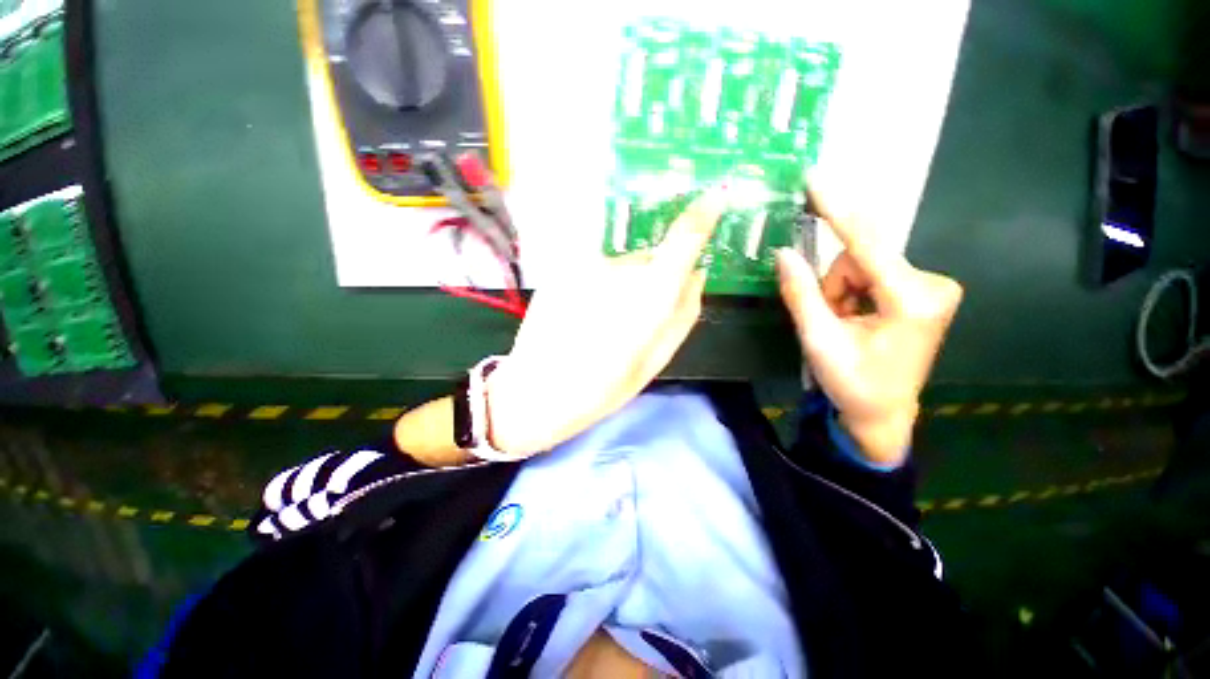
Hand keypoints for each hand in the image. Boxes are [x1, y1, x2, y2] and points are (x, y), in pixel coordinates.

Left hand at [485, 190, 726, 457]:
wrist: (537, 391)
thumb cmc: (603, 388)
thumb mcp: (655, 360)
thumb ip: (684, 313)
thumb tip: (697, 275)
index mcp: (650, 294)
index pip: (682, 239)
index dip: (702, 215)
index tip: (715, 199)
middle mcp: (620, 268)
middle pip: (650, 261)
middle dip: (652, 283)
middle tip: (633, 321)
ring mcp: (586, 265)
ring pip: (621, 266)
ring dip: (622, 287)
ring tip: (601, 324)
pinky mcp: (563, 269)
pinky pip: (595, 271)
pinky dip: (597, 288)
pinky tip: (581, 316)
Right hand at [775, 189, 962, 466]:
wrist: (883, 413)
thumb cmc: (852, 383)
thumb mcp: (818, 340)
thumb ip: (801, 293)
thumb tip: (783, 252)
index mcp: (910, 300)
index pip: (865, 244)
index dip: (836, 210)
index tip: (814, 179)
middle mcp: (930, 284)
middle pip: (860, 258)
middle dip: (834, 285)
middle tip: (830, 319)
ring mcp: (930, 286)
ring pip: (863, 265)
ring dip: (841, 291)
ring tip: (842, 324)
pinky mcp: (923, 290)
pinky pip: (873, 273)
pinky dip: (853, 292)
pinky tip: (856, 318)